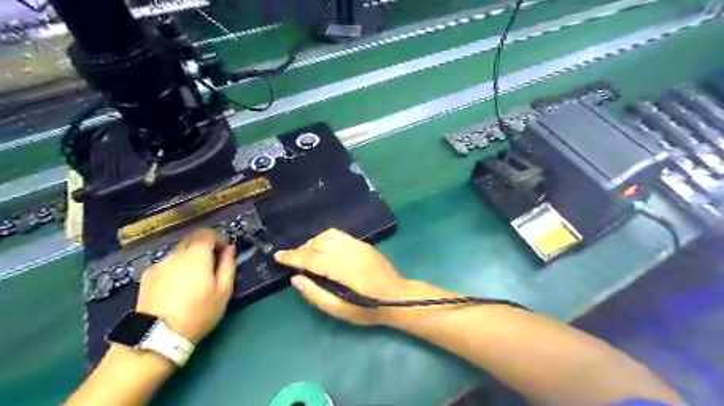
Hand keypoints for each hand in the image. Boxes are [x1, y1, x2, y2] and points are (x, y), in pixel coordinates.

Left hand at [136, 229, 235, 342]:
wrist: (157, 336)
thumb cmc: (199, 312)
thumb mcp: (224, 291)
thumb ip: (228, 265)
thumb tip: (230, 248)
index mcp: (196, 255)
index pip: (207, 233)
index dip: (218, 239)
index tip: (223, 253)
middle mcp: (176, 254)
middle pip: (191, 240)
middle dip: (203, 247)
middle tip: (211, 266)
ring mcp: (159, 264)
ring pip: (178, 253)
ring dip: (189, 259)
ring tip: (192, 281)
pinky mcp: (146, 276)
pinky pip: (166, 265)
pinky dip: (175, 269)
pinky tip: (176, 289)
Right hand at [273, 229, 411, 326]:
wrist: (399, 298)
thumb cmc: (369, 310)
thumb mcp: (341, 311)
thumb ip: (316, 295)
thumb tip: (296, 279)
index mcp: (343, 269)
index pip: (311, 258)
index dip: (292, 257)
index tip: (278, 256)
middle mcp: (349, 251)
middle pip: (318, 243)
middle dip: (301, 249)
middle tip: (291, 259)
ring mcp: (358, 245)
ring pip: (328, 235)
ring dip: (313, 241)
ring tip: (305, 253)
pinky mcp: (363, 244)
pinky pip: (339, 235)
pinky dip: (325, 238)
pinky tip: (323, 248)